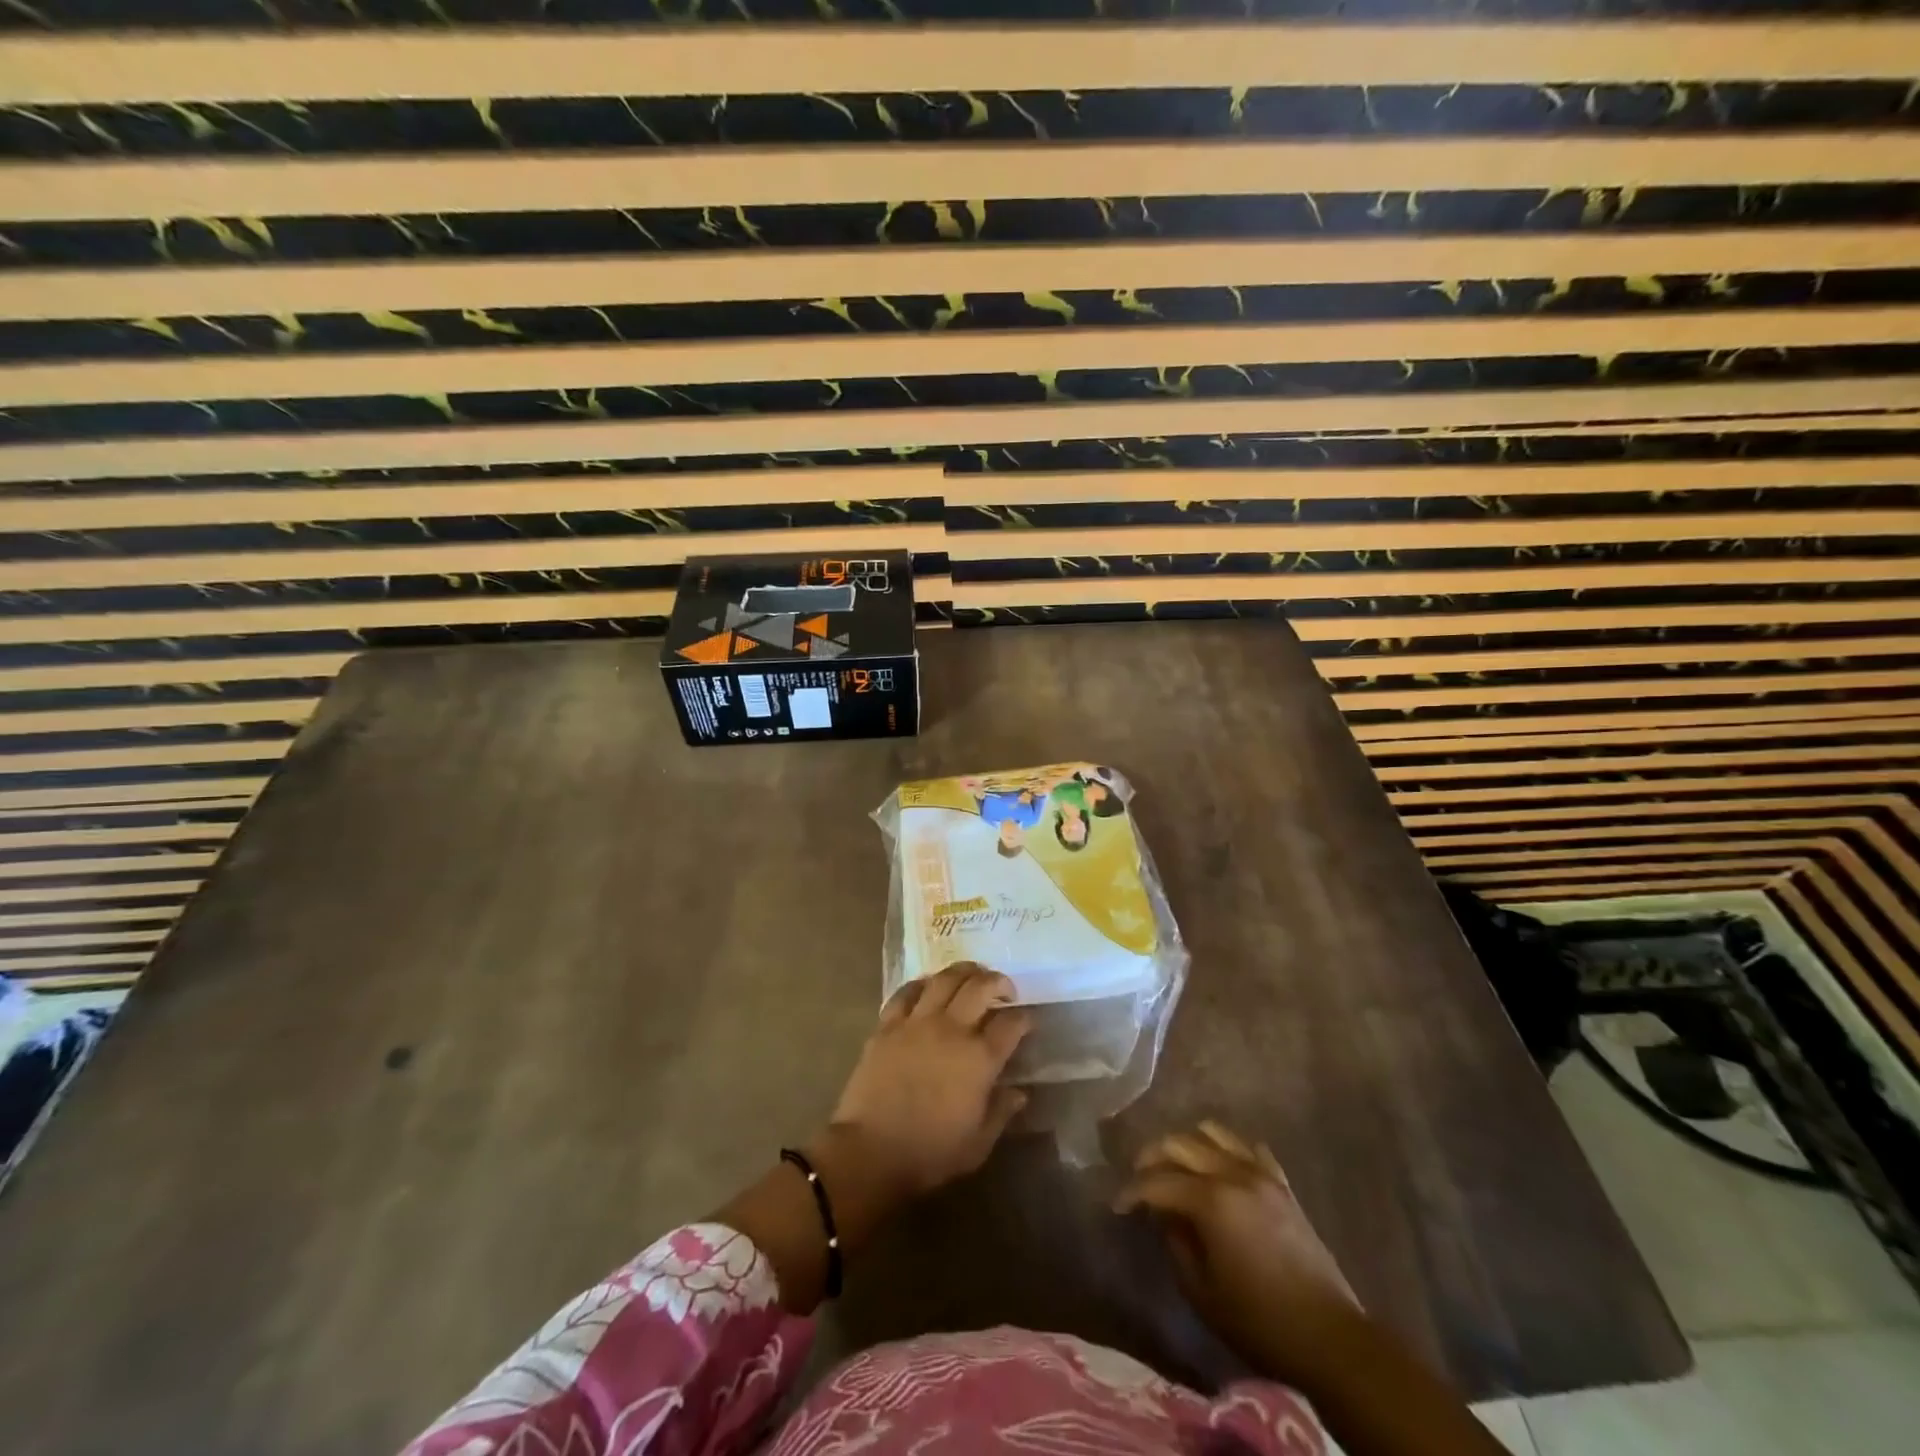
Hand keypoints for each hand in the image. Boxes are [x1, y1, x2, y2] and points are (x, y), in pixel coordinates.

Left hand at [827, 962, 1031, 1197]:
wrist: (870, 1151)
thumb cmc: (929, 1153)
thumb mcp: (977, 1144)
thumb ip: (1001, 1112)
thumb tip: (1019, 1092)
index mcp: (979, 1059)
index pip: (1011, 1024)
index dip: (1023, 1018)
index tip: (1027, 1020)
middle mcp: (952, 1030)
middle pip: (980, 988)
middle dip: (998, 982)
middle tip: (1003, 989)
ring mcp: (918, 1022)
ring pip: (945, 979)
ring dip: (964, 971)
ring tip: (972, 974)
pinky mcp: (888, 1024)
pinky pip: (907, 992)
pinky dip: (923, 983)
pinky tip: (929, 986)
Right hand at [1117, 1121, 1358, 1383]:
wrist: (1330, 1338)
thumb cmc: (1259, 1321)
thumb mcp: (1202, 1291)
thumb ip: (1176, 1243)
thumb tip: (1164, 1214)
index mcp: (1211, 1201)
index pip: (1158, 1182)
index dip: (1132, 1191)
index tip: (1118, 1206)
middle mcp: (1233, 1174)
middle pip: (1180, 1143)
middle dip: (1152, 1156)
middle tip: (1139, 1178)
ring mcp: (1261, 1174)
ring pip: (1213, 1133)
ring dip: (1187, 1144)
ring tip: (1176, 1167)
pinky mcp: (1282, 1184)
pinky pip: (1248, 1148)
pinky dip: (1227, 1150)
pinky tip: (1219, 1170)